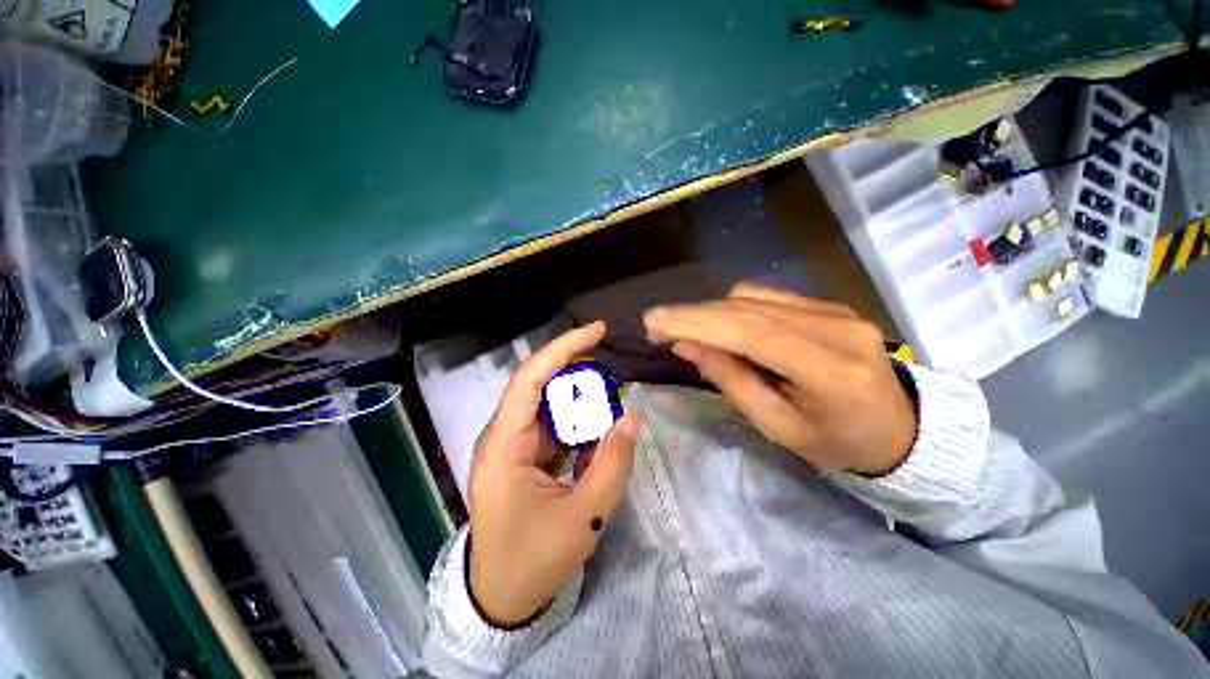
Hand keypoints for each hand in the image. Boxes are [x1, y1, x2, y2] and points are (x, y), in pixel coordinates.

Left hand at [468, 322, 640, 627]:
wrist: (501, 598)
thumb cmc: (533, 561)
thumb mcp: (582, 519)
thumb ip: (612, 466)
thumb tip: (631, 419)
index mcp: (503, 445)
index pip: (530, 379)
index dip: (563, 348)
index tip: (597, 331)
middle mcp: (503, 436)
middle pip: (541, 386)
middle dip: (578, 375)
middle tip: (612, 379)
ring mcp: (512, 445)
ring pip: (550, 406)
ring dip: (580, 403)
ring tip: (608, 411)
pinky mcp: (523, 455)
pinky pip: (554, 427)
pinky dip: (578, 425)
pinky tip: (596, 436)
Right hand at [643, 284, 915, 475]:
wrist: (899, 428)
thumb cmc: (837, 442)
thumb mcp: (779, 428)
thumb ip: (732, 382)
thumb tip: (688, 346)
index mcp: (831, 371)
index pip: (750, 333)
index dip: (696, 323)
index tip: (653, 322)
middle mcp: (837, 328)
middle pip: (748, 310)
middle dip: (693, 315)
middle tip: (656, 326)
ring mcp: (835, 311)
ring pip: (753, 299)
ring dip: (710, 313)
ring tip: (684, 332)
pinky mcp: (829, 306)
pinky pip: (768, 298)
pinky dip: (733, 310)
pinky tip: (719, 327)